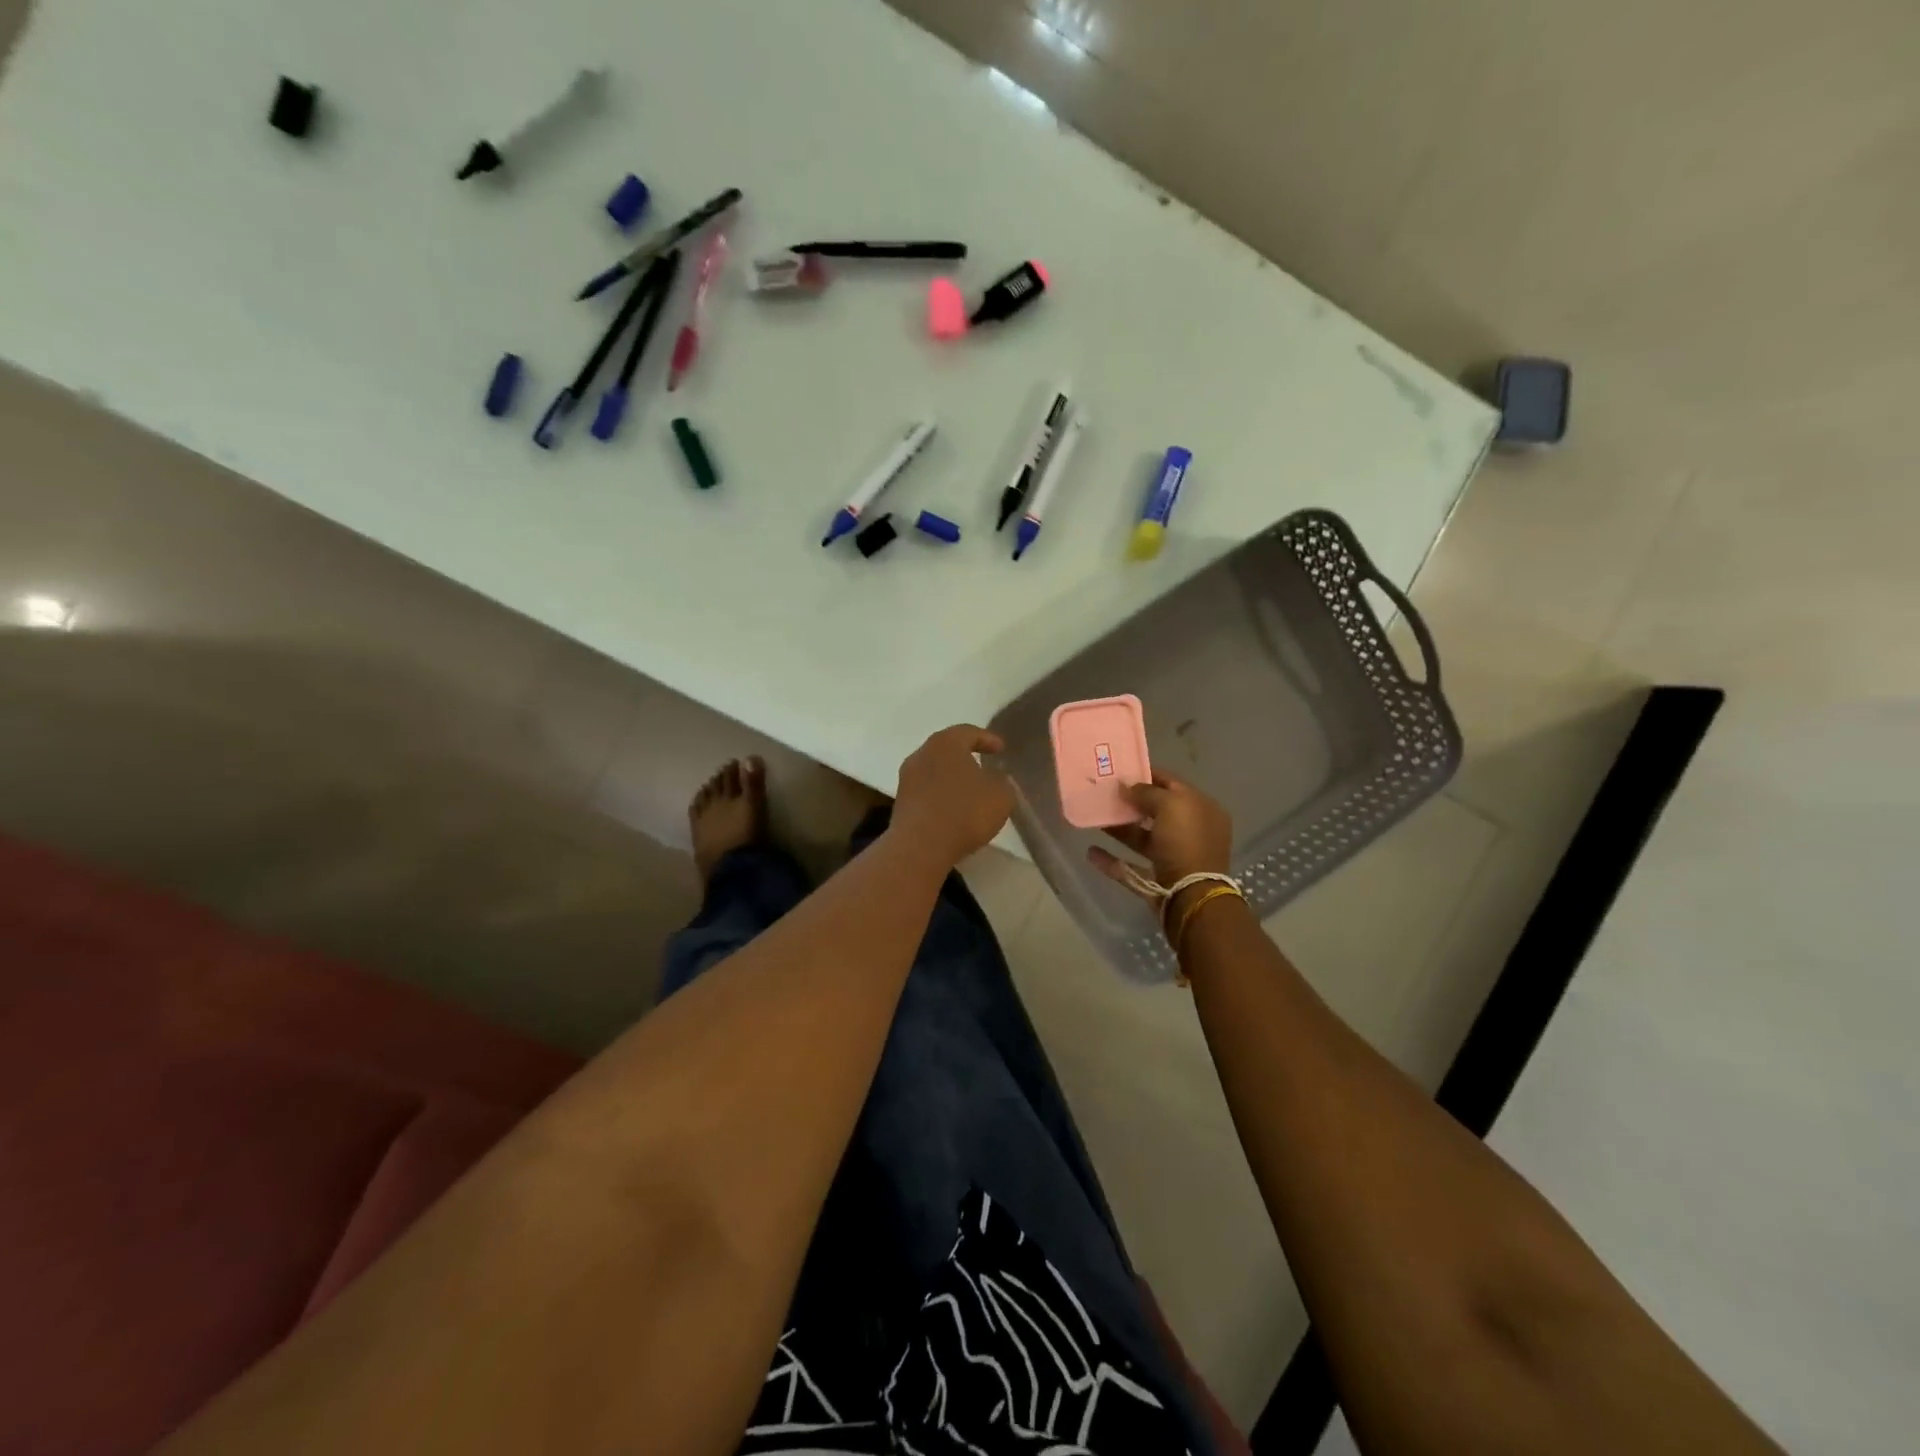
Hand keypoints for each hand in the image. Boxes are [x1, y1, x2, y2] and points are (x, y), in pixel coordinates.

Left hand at [890, 724, 1015, 869]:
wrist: (921, 846)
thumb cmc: (965, 812)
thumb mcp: (1001, 796)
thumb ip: (1003, 782)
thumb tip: (996, 779)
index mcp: (946, 743)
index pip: (969, 732)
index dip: (987, 739)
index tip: (1000, 749)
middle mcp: (922, 753)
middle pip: (947, 749)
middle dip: (966, 756)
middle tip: (983, 764)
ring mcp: (907, 778)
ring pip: (935, 770)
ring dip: (952, 777)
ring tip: (970, 789)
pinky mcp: (901, 801)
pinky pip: (927, 790)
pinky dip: (941, 794)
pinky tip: (954, 808)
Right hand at [1087, 772, 1233, 894]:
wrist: (1191, 897)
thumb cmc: (1185, 842)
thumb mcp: (1170, 805)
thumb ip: (1147, 792)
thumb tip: (1126, 786)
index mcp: (1201, 810)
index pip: (1172, 784)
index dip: (1147, 775)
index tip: (1120, 770)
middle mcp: (1190, 832)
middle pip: (1157, 811)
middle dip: (1131, 802)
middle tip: (1104, 793)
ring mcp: (1173, 857)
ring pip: (1143, 838)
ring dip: (1120, 828)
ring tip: (1095, 817)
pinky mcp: (1157, 879)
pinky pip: (1130, 866)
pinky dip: (1111, 860)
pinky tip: (1091, 851)